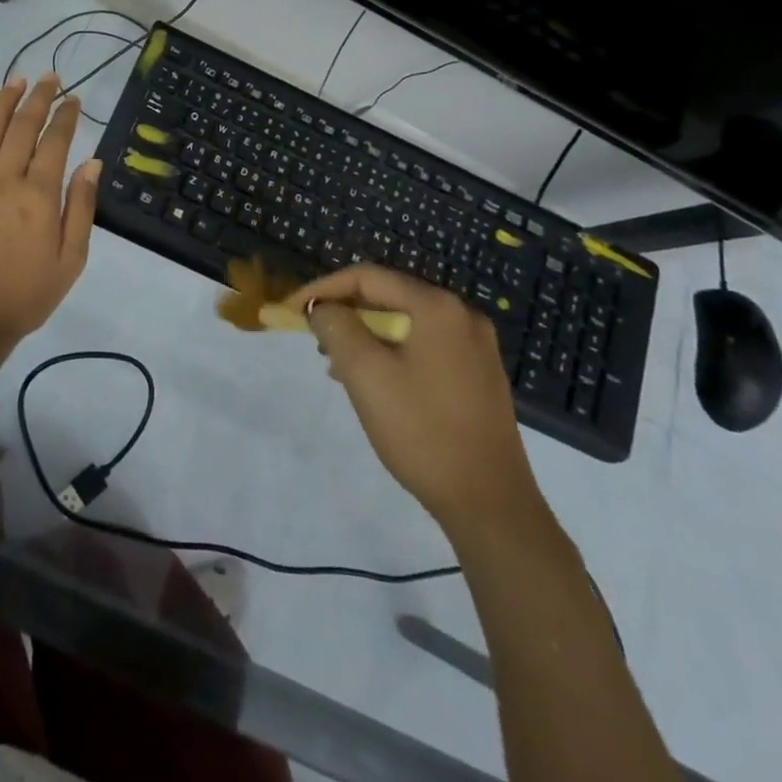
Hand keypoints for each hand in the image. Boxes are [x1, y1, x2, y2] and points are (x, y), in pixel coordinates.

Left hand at [0, 73, 100, 345]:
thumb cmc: (26, 296)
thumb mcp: (71, 260)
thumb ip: (80, 208)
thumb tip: (91, 162)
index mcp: (39, 196)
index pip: (55, 142)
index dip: (65, 116)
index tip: (73, 98)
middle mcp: (5, 180)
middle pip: (22, 127)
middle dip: (39, 98)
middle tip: (50, 77)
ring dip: (5, 101)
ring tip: (17, 80)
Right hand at [289, 265, 542, 541]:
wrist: (491, 504)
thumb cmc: (422, 431)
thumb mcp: (365, 374)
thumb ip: (336, 327)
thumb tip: (323, 308)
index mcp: (437, 306)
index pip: (366, 278)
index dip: (322, 289)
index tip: (290, 311)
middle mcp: (461, 315)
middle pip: (387, 297)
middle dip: (344, 313)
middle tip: (312, 338)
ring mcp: (475, 346)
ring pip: (404, 323)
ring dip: (365, 335)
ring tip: (335, 364)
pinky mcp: (478, 374)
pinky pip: (423, 346)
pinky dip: (391, 353)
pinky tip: (371, 381)